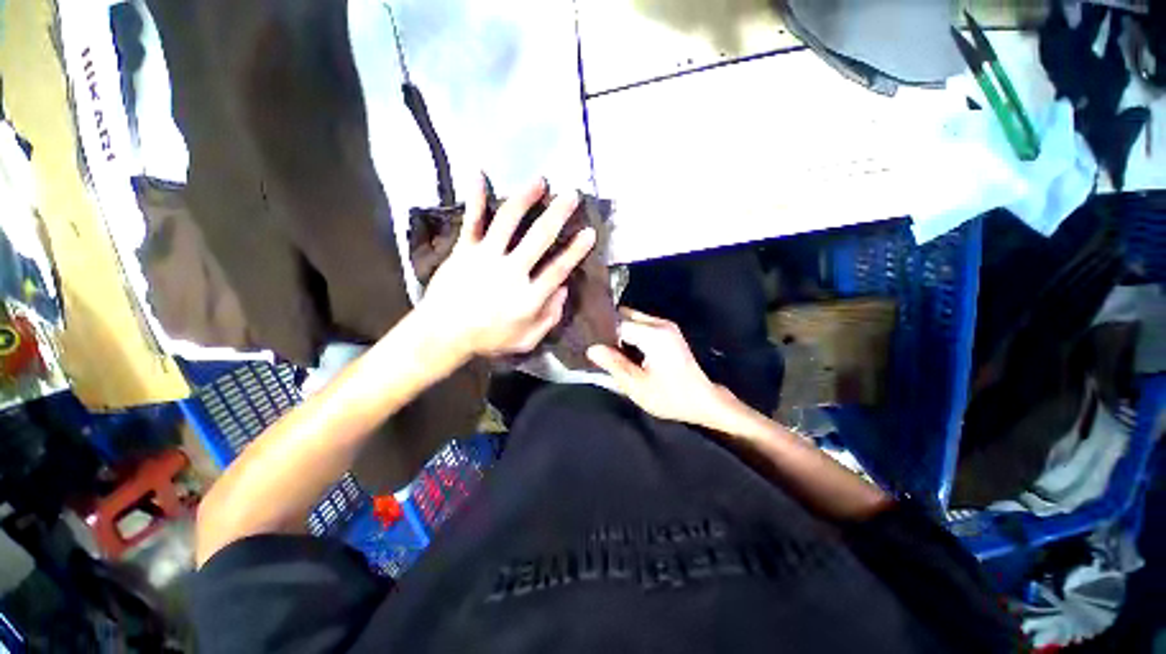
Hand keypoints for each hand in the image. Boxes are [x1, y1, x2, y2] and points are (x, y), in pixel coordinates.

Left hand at [417, 176, 595, 359]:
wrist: (442, 335)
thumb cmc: (487, 339)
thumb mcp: (526, 340)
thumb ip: (549, 318)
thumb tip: (564, 290)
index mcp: (528, 298)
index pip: (558, 269)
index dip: (576, 251)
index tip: (590, 232)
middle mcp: (510, 273)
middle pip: (539, 238)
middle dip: (558, 215)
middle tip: (572, 195)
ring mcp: (486, 258)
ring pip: (508, 222)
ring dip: (525, 198)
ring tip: (540, 181)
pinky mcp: (464, 251)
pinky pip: (472, 221)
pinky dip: (475, 196)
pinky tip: (479, 173)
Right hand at [587, 308, 735, 428]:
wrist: (703, 400)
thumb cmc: (671, 397)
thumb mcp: (637, 386)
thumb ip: (614, 365)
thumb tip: (592, 349)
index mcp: (653, 335)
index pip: (618, 323)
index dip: (602, 333)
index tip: (589, 343)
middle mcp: (660, 324)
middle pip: (625, 315)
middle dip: (610, 328)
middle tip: (597, 346)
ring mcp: (666, 326)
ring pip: (633, 318)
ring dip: (620, 331)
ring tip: (608, 348)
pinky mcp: (668, 331)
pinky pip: (642, 324)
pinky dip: (630, 333)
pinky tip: (624, 349)